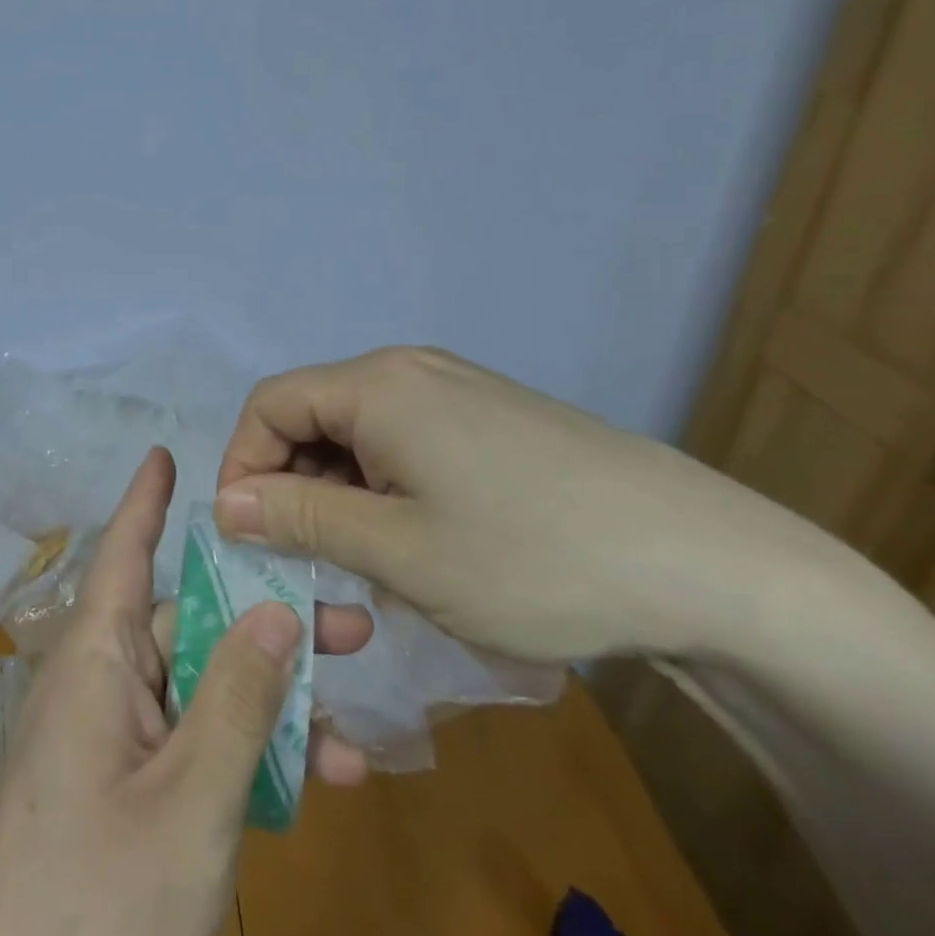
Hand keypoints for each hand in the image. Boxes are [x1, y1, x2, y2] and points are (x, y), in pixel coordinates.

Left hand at [0, 447, 371, 935]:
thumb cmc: (98, 899)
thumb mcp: (190, 801)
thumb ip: (237, 701)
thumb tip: (276, 609)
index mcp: (97, 659)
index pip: (122, 553)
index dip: (146, 501)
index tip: (167, 454)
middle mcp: (104, 682)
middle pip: (189, 624)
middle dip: (266, 621)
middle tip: (353, 624)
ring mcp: (115, 738)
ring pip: (203, 689)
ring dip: (272, 702)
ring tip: (355, 728)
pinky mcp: (129, 788)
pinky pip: (195, 744)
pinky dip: (248, 753)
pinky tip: (316, 780)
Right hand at [213, 347, 832, 663]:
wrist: (709, 564)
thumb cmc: (532, 558)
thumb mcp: (398, 551)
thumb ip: (301, 519)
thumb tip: (225, 503)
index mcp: (377, 385)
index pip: (269, 405)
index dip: (243, 466)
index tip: (249, 537)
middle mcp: (409, 370)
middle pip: (313, 416)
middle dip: (294, 486)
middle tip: (309, 564)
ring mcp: (456, 390)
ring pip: (359, 433)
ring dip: (341, 494)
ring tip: (367, 564)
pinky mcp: (491, 418)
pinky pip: (406, 441)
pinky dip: (386, 487)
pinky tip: (421, 541)